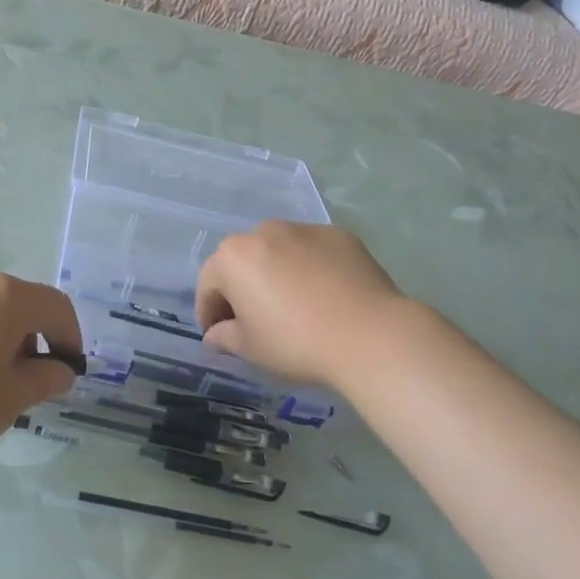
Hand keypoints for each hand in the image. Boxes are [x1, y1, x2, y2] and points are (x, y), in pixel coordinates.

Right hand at [196, 222, 413, 388]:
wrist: (370, 335)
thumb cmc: (297, 342)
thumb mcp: (251, 349)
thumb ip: (224, 337)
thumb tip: (215, 335)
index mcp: (233, 257)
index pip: (208, 285)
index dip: (209, 313)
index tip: (219, 336)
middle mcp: (263, 232)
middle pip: (242, 262)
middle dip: (241, 288)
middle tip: (253, 321)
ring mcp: (304, 229)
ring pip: (278, 252)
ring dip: (275, 273)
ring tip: (292, 306)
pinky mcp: (338, 235)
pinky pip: (312, 252)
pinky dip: (310, 268)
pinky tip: (325, 296)